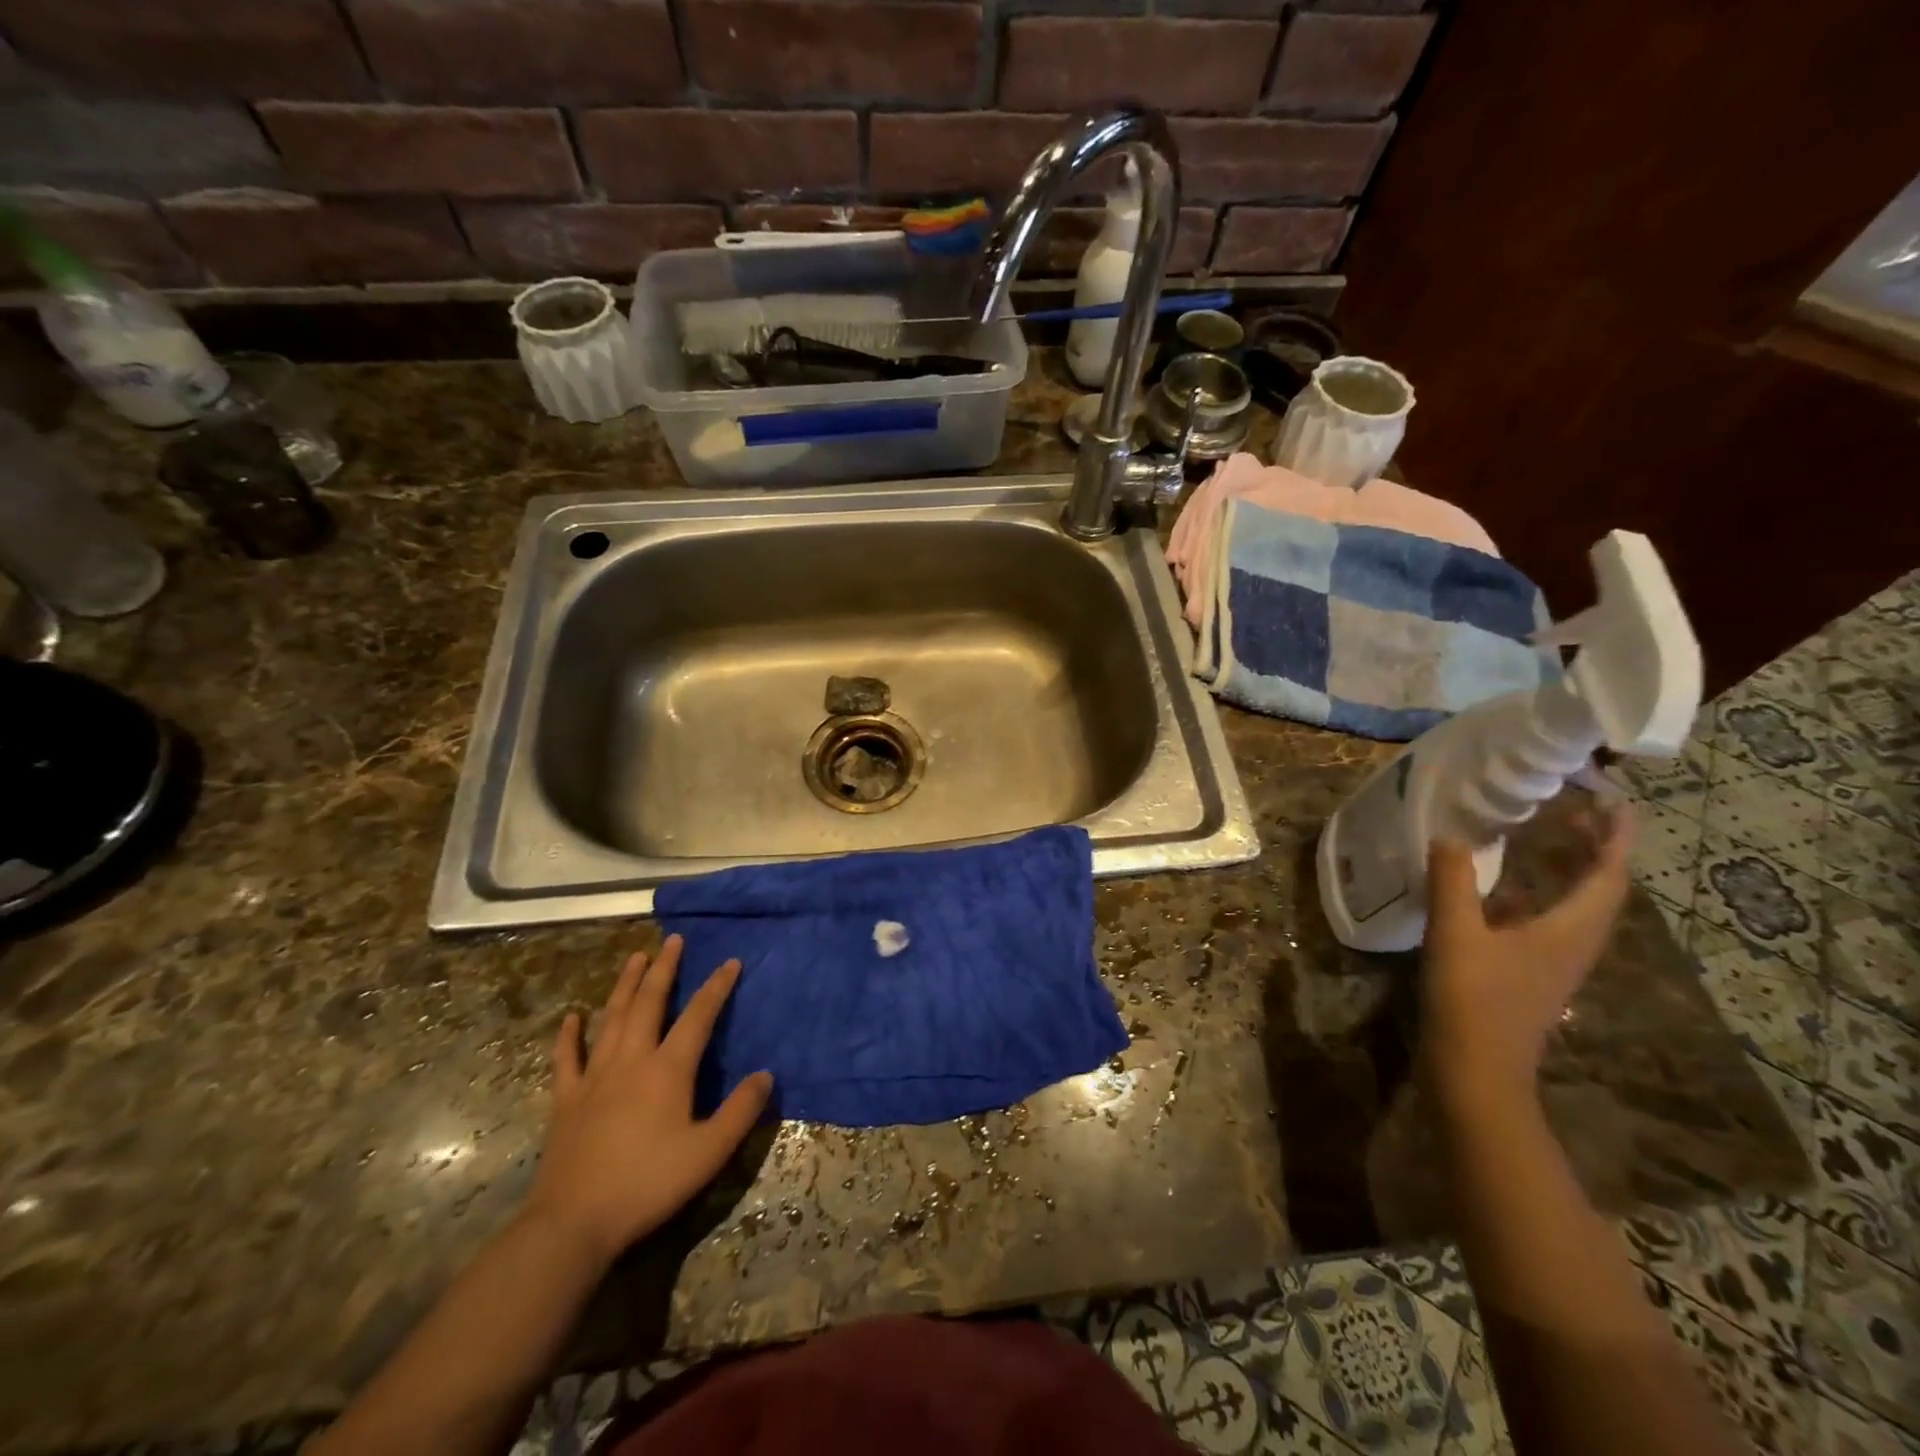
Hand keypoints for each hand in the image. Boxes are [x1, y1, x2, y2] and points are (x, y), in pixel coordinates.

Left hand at [522, 936, 773, 1266]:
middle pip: (650, 1003)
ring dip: (626, 985)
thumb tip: (766, 1074)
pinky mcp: (567, 1100)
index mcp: (668, 1070)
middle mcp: (632, 1061)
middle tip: (673, 940)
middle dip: (664, 969)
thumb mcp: (709, 1152)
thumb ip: (741, 1111)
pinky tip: (572, 1017)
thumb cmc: (648, 1184)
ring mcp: (595, 1078)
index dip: (717, 987)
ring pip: (612, 1019)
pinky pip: (568, 1059)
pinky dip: (570, 1035)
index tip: (731, 961)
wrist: (573, 1224)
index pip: (699, 1016)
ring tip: (635, 957)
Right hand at [1419, 803, 1633, 1113]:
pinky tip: (1503, 888)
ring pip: (1575, 906)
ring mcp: (1553, 962)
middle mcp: (1572, 944)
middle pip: (1599, 889)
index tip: (1614, 800)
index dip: (1614, 837)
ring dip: (1570, 870)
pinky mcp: (1530, 974)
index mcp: (1569, 931)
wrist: (1475, 1072)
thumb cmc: (1473, 1001)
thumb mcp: (1456, 935)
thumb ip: (1453, 882)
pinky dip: (1540, 894)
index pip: (1607, 875)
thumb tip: (1450, 836)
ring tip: (1547, 838)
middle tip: (1574, 809)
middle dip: (1595, 848)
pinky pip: (1548, 921)